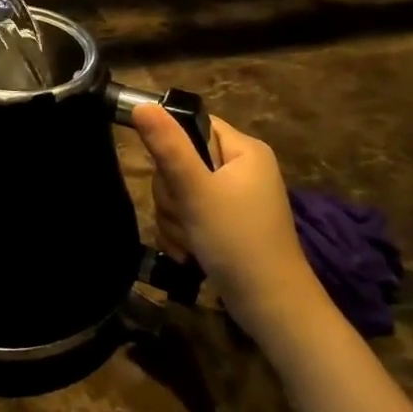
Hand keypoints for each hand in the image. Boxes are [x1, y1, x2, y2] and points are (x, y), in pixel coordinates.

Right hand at [131, 106, 331, 343]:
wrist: (271, 308)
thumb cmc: (237, 241)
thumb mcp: (196, 191)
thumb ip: (167, 147)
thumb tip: (141, 103)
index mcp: (244, 150)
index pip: (193, 126)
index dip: (173, 148)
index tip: (172, 177)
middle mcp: (241, 168)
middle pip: (181, 161)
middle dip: (174, 195)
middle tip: (186, 215)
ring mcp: (234, 198)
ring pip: (180, 192)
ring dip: (175, 219)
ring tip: (191, 241)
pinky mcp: (226, 224)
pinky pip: (189, 215)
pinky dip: (184, 234)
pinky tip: (190, 253)